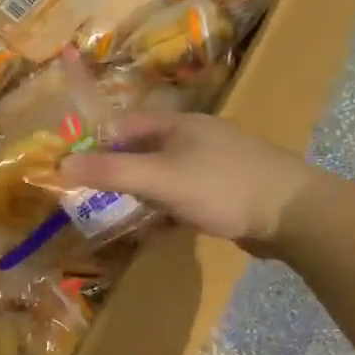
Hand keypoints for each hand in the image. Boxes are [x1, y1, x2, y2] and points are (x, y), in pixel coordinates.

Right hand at [59, 111, 331, 257]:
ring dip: (141, 194)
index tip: (75, 171)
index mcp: (178, 124)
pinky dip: (166, 210)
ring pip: (163, 176)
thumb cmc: (222, 187)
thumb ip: (111, 171)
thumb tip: (59, 164)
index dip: (97, 145)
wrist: (294, 213)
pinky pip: (183, 196)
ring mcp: (212, 165)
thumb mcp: (159, 178)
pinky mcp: (225, 191)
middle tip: (92, 199)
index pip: (124, 126)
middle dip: (117, 173)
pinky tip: (157, 229)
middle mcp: (194, 138)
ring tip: (120, 217)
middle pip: (142, 151)